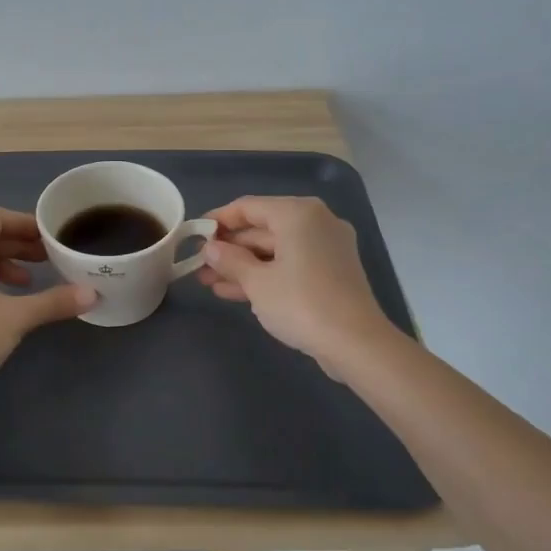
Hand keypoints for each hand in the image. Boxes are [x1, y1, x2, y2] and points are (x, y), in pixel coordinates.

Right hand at [197, 195, 393, 372]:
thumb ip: (229, 260)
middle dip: (229, 249)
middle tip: (198, 265)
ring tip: (208, 282)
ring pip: (275, 250)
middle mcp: (315, 222)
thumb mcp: (256, 282)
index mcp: (298, 214)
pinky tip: (235, 292)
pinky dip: (265, 275)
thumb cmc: (301, 303)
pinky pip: (290, 265)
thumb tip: (210, 249)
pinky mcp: (331, 272)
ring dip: (242, 265)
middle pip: (262, 228)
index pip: (248, 207)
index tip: (194, 235)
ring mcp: (326, 248)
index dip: (218, 220)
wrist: (356, 344)